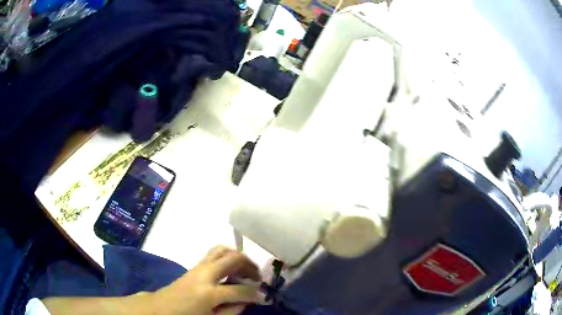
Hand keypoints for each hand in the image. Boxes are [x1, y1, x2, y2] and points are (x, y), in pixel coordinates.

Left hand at [152, 246, 261, 314]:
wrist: (160, 308)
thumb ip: (232, 311)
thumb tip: (246, 300)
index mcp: (209, 294)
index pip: (240, 290)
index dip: (255, 293)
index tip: (263, 295)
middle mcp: (205, 275)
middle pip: (232, 259)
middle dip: (250, 266)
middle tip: (258, 276)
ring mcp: (198, 267)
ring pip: (222, 250)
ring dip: (238, 257)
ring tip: (246, 269)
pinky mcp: (194, 265)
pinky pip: (214, 254)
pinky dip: (227, 257)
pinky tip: (232, 269)